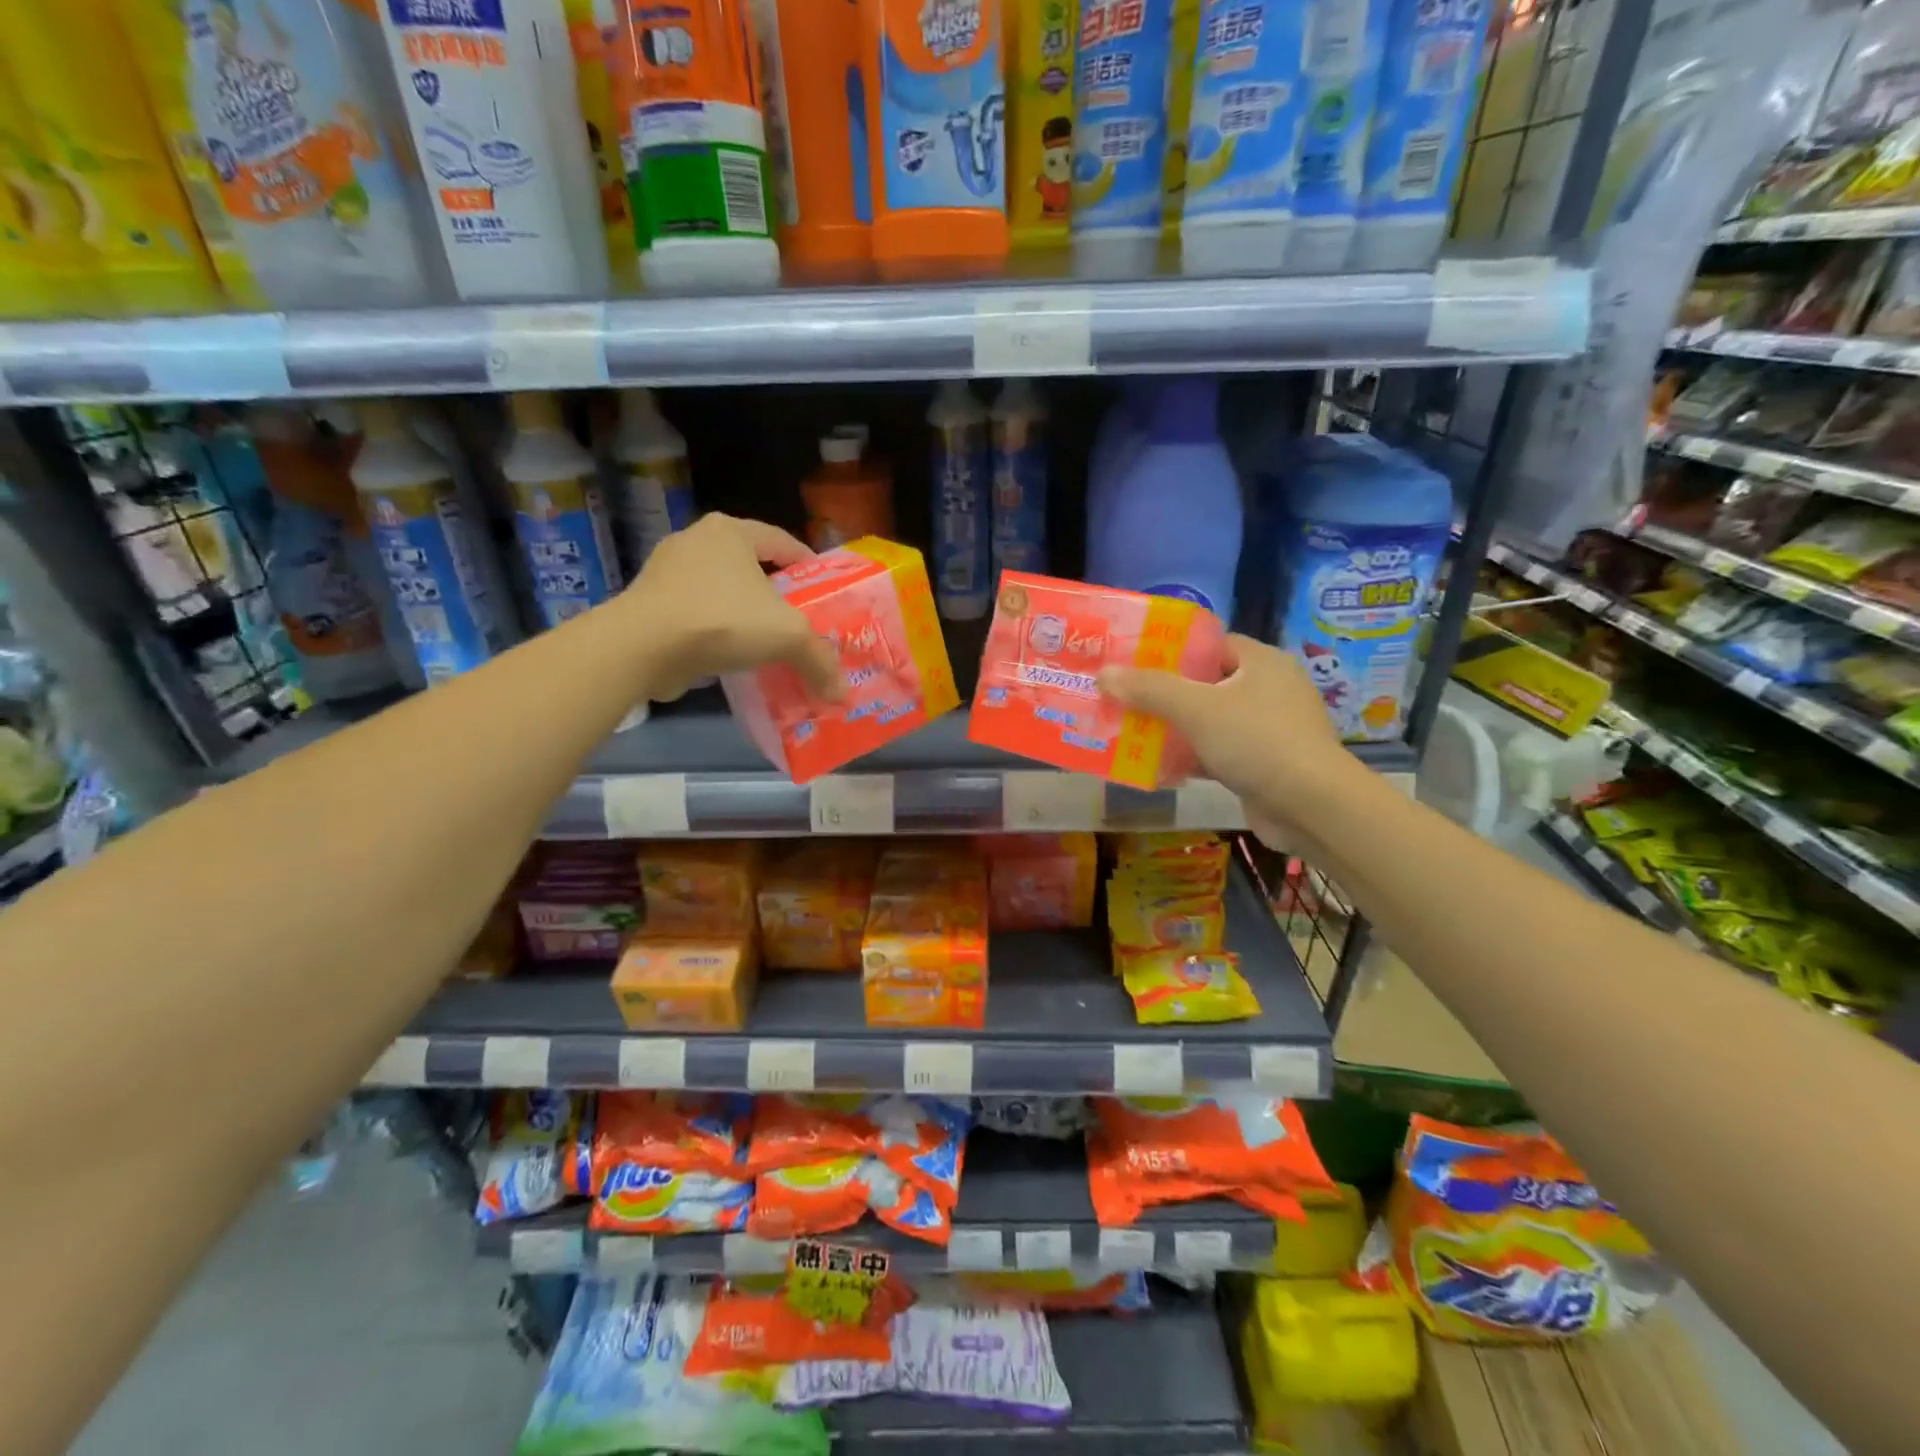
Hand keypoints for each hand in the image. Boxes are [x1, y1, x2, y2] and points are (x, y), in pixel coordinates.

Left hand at [625, 514, 844, 702]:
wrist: (643, 646)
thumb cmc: (723, 619)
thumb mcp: (788, 637)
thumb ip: (820, 661)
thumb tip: (842, 695)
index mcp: (731, 531)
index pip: (781, 540)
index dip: (808, 566)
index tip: (824, 591)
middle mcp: (696, 542)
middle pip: (750, 568)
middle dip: (775, 596)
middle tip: (799, 622)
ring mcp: (667, 572)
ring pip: (721, 593)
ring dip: (743, 616)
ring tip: (767, 644)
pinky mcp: (649, 604)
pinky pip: (696, 615)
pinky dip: (716, 634)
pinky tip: (732, 658)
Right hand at [1100, 635, 1358, 846]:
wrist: (1313, 808)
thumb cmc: (1258, 742)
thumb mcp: (1196, 708)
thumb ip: (1149, 689)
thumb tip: (1104, 673)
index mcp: (1260, 662)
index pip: (1208, 644)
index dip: (1169, 650)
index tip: (1132, 661)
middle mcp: (1267, 688)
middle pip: (1204, 683)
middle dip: (1162, 693)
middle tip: (1122, 697)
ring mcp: (1268, 728)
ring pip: (1208, 720)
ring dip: (1172, 727)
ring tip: (1129, 730)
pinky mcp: (1263, 763)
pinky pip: (1216, 751)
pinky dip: (1189, 756)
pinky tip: (1155, 766)